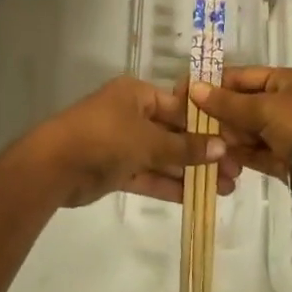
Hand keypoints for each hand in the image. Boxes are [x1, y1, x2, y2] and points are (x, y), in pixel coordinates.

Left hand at [13, 77, 236, 209]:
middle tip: (237, 171)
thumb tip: (222, 148)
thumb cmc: (104, 138)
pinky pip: (149, 175)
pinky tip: (198, 197)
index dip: (208, 125)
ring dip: (191, 172)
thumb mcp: (148, 140)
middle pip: (174, 133)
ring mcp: (122, 143)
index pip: (180, 107)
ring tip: (227, 188)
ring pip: (164, 157)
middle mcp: (131, 115)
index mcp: (137, 94)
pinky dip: (170, 185)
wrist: (54, 166)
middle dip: (204, 152)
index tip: (235, 142)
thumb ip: (184, 148)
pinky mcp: (116, 169)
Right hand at [188, 67, 291, 217]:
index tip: (183, 96)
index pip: (240, 77)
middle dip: (218, 116)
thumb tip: (194, 88)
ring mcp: (285, 133)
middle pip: (241, 106)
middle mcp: (284, 104)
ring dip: (227, 140)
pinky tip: (219, 163)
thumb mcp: (265, 108)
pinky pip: (255, 155)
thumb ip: (228, 103)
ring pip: (246, 132)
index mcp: (284, 81)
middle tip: (190, 128)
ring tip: (205, 149)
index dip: (212, 85)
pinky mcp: (285, 161)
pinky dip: (239, 158)